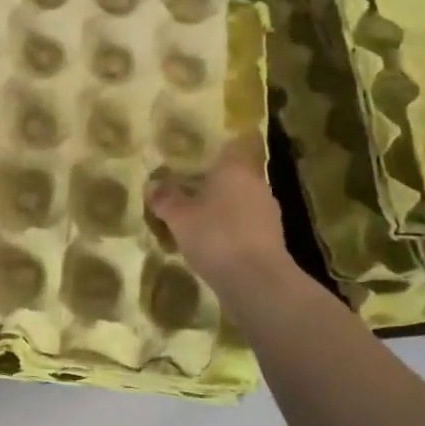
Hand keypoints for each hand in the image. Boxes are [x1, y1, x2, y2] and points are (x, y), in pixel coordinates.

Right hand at [147, 139, 292, 291]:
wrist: (258, 283)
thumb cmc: (217, 236)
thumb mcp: (179, 217)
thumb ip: (165, 197)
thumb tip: (152, 183)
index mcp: (236, 169)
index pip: (236, 143)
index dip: (222, 142)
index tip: (205, 145)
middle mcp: (257, 184)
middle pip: (236, 173)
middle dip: (215, 179)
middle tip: (189, 183)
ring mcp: (268, 212)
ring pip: (241, 200)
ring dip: (223, 206)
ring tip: (197, 216)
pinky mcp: (272, 239)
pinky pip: (246, 224)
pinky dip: (232, 228)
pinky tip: (213, 242)